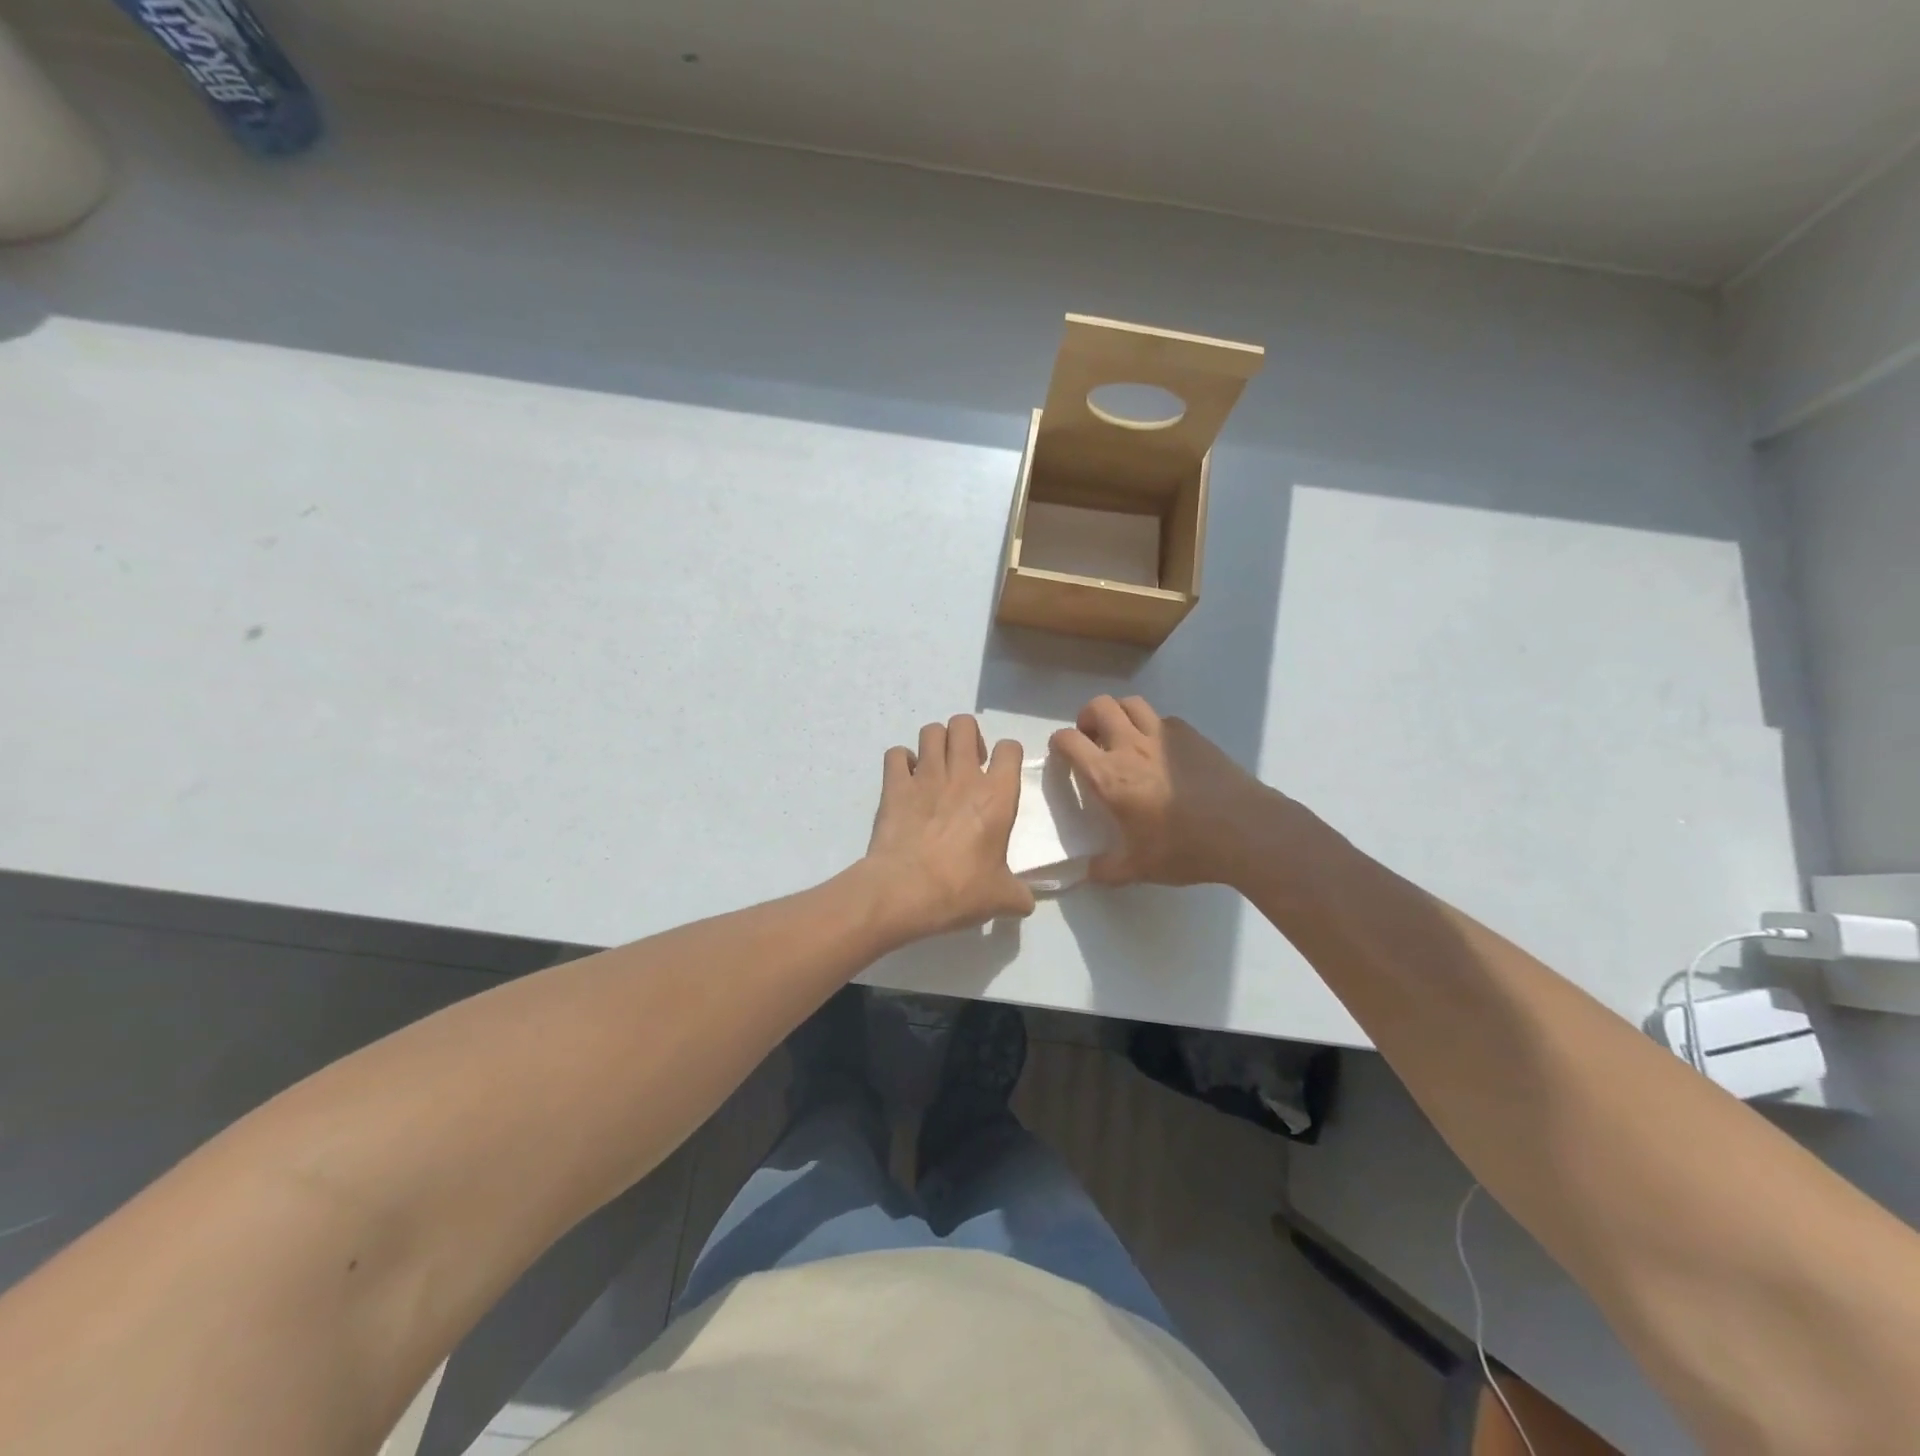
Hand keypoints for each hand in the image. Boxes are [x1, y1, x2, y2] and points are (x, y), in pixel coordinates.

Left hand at [864, 714, 1035, 938]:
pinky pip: (896, 754)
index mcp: (997, 796)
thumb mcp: (1000, 898)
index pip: (1010, 749)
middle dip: (967, 736)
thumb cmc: (959, 890)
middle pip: (964, 724)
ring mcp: (925, 776)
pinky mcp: (894, 785)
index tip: (1001, 771)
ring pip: (931, 731)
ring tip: (936, 766)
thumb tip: (1026, 903)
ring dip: (935, 743)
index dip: (1007, 754)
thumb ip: (1018, 895)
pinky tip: (905, 779)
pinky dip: (901, 761)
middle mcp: (963, 775)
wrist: (904, 891)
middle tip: (966, 763)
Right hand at [1049, 695, 1280, 886]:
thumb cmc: (1185, 848)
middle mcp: (1131, 746)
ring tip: (1122, 736)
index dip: (1059, 743)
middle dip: (1087, 718)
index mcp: (1109, 776)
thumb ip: (1107, 869)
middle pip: (1099, 706)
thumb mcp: (1139, 868)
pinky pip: (1162, 718)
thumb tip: (1088, 872)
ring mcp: (1163, 736)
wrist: (1244, 830)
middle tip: (1092, 740)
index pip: (1069, 741)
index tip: (1062, 754)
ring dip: (1118, 713)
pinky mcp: (1191, 735)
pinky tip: (1160, 751)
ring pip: (1130, 703)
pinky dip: (1152, 726)